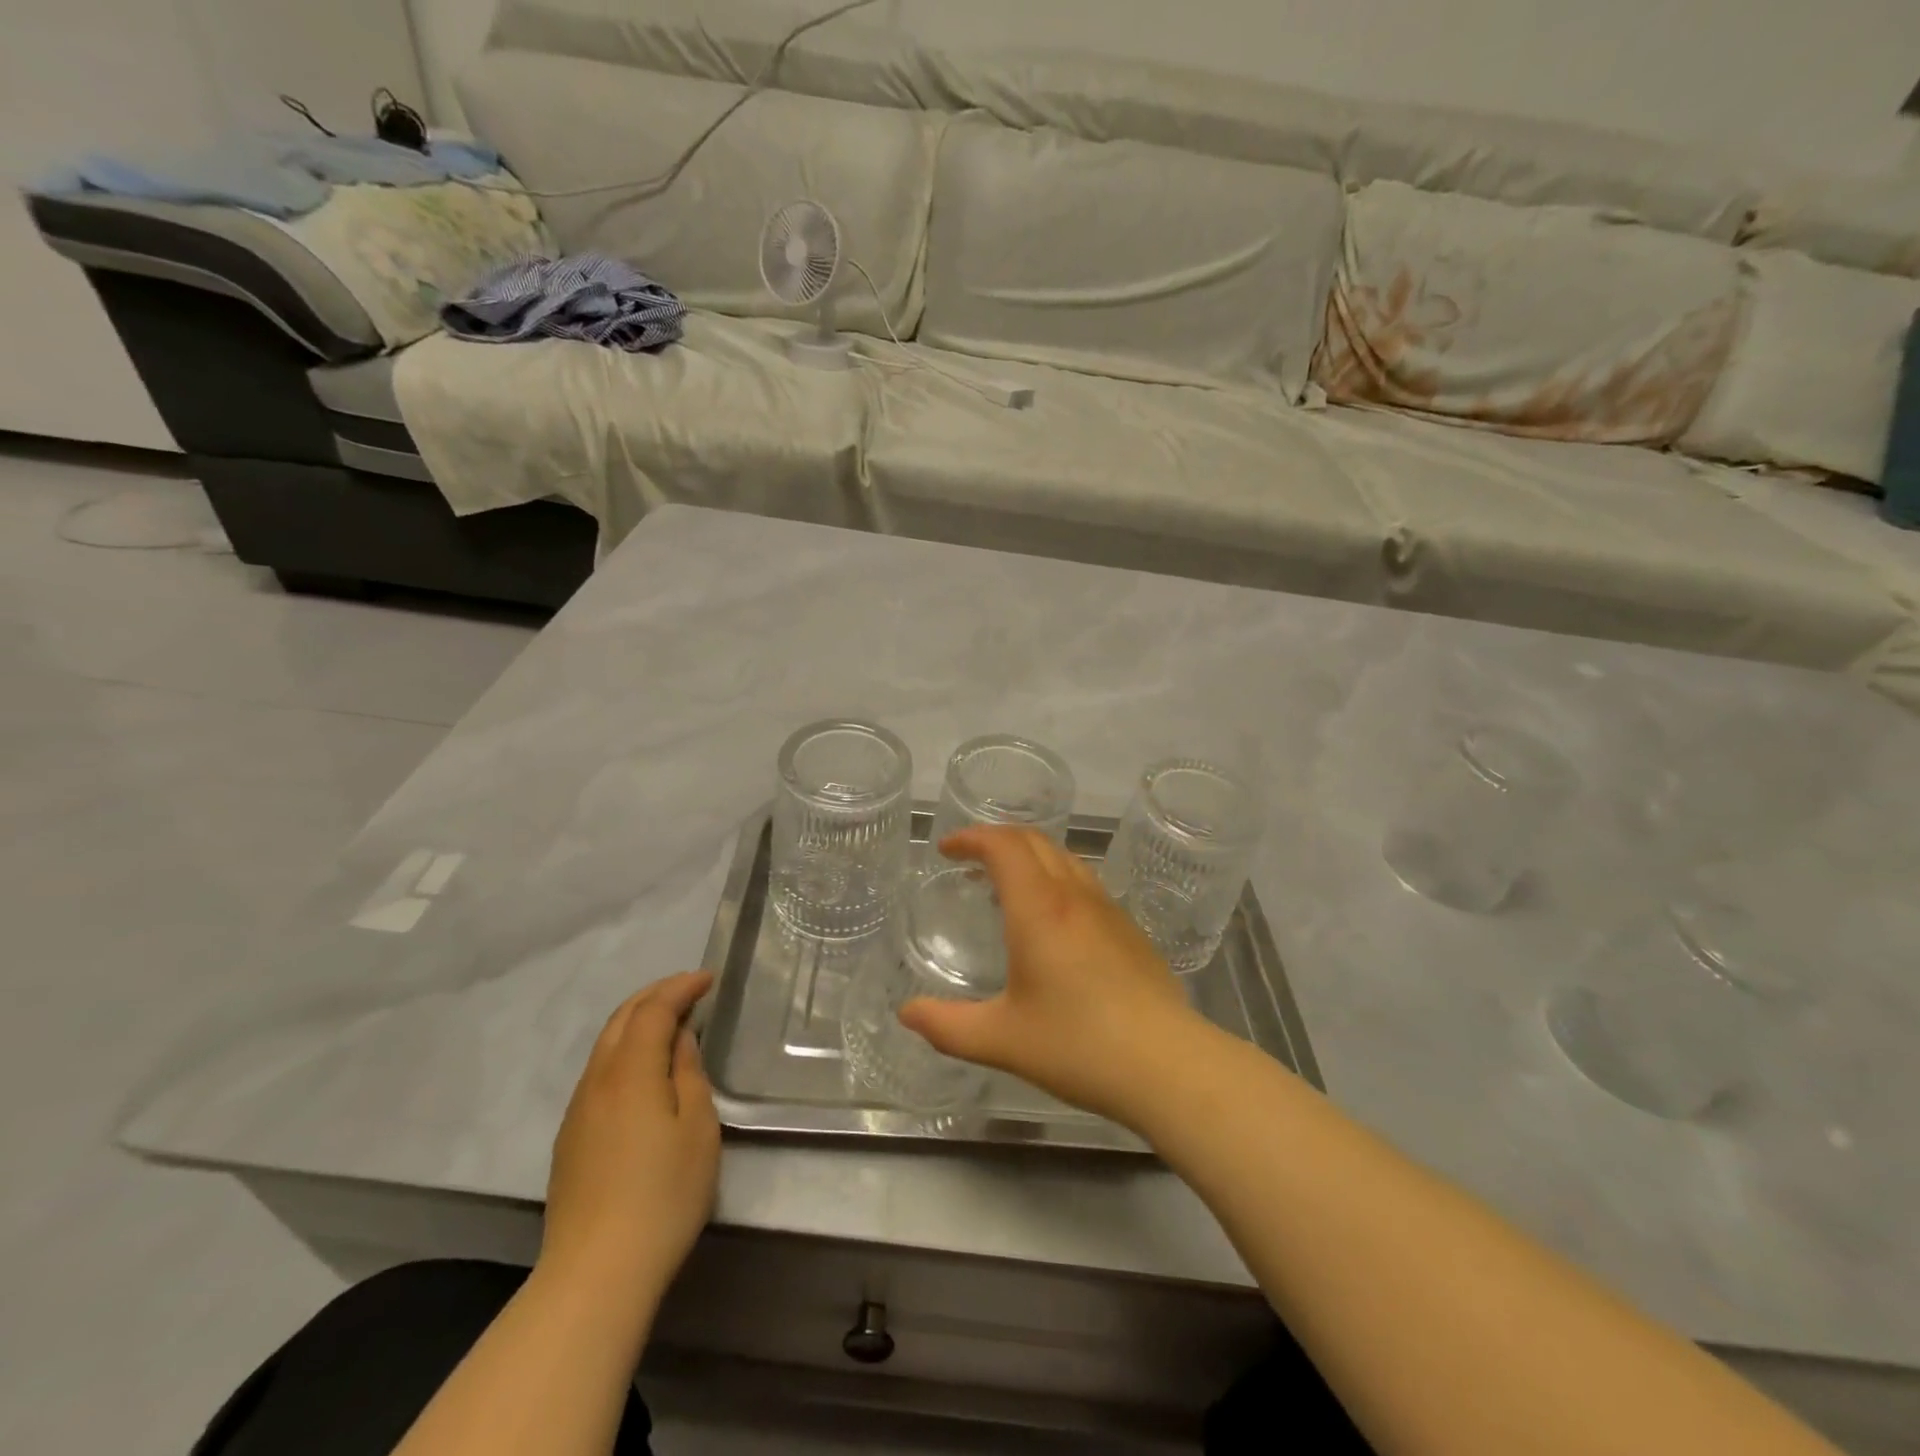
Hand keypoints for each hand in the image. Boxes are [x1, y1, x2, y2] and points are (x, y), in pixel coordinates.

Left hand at [541, 971, 720, 1303]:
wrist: (596, 1273)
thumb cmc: (663, 1195)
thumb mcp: (697, 1128)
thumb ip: (688, 1073)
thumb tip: (680, 1040)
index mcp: (630, 1072)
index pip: (653, 1010)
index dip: (681, 987)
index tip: (710, 978)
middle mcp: (596, 1081)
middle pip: (621, 1018)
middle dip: (655, 995)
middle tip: (690, 989)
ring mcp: (577, 1111)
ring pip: (605, 1045)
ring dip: (637, 1021)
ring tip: (671, 1023)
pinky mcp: (570, 1138)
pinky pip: (598, 1072)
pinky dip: (624, 1050)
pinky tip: (643, 1069)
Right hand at [899, 828, 1214, 1128]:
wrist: (1168, 1064)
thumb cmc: (1077, 1046)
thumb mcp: (1000, 1040)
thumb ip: (947, 1026)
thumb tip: (906, 1013)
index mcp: (1039, 908)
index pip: (1003, 845)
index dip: (971, 837)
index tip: (946, 849)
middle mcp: (1074, 896)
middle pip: (1034, 841)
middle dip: (997, 839)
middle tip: (969, 859)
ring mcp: (1108, 910)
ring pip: (1065, 858)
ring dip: (1029, 856)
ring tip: (1006, 884)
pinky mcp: (1130, 930)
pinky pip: (1085, 883)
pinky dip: (1055, 878)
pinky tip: (1052, 920)